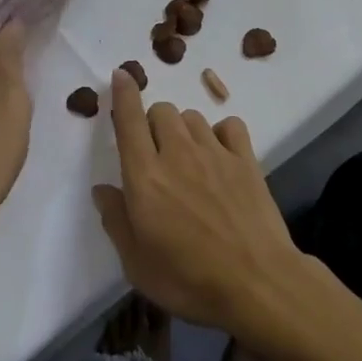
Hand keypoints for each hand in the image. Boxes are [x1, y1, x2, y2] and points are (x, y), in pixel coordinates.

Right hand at [91, 68, 307, 331]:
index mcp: (145, 177)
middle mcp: (176, 153)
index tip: (121, 75)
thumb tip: (103, 189)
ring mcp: (214, 152)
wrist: (258, 285)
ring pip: (191, 116)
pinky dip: (220, 133)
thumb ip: (116, 221)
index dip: (123, 94)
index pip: (129, 120)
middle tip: (155, 152)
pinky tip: (220, 154)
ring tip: (188, 156)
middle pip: (161, 111)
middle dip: (152, 122)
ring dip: (183, 128)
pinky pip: (229, 125)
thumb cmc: (189, 281)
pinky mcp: (245, 159)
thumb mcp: (137, 265)